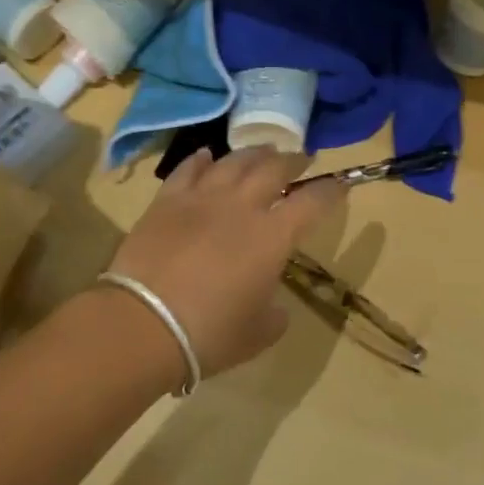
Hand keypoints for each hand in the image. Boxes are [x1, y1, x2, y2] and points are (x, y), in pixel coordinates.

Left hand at [106, 148, 344, 379]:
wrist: (142, 324)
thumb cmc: (209, 333)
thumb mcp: (257, 334)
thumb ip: (274, 313)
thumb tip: (271, 304)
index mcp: (273, 237)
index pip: (312, 202)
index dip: (330, 190)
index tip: (340, 184)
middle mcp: (241, 207)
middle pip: (274, 168)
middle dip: (293, 160)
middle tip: (301, 159)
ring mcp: (201, 199)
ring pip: (233, 161)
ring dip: (254, 153)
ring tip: (263, 150)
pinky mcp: (166, 201)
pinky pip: (188, 170)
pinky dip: (202, 159)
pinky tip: (208, 155)